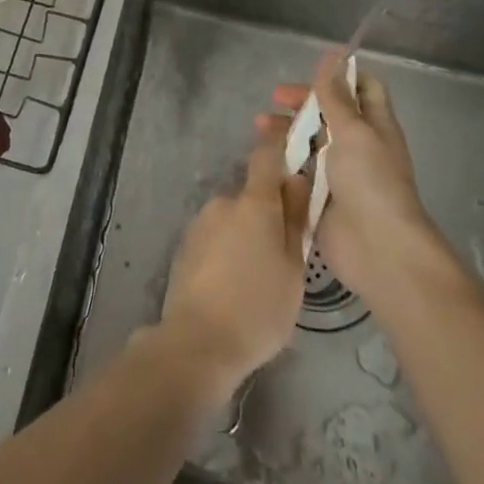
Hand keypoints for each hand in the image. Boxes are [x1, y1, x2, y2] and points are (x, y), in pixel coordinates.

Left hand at [156, 120, 311, 391]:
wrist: (198, 341)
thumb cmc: (259, 308)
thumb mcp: (293, 269)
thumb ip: (295, 220)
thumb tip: (297, 180)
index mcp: (255, 203)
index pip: (266, 156)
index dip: (278, 145)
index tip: (291, 141)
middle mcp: (224, 202)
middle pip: (252, 195)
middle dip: (267, 214)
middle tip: (283, 252)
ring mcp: (200, 223)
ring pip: (233, 219)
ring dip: (246, 235)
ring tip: (257, 278)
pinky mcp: (185, 245)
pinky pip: (215, 237)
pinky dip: (227, 250)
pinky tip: (232, 285)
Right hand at [272, 50, 462, 308]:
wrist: (378, 249)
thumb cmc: (370, 181)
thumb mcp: (353, 131)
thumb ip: (336, 95)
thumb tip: (334, 53)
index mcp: (374, 125)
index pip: (362, 88)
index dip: (340, 76)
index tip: (311, 71)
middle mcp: (358, 146)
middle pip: (329, 114)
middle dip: (302, 103)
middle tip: (274, 99)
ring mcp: (338, 174)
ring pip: (309, 142)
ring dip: (286, 131)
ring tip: (258, 128)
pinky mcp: (320, 198)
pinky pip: (298, 172)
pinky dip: (281, 161)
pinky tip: (262, 157)